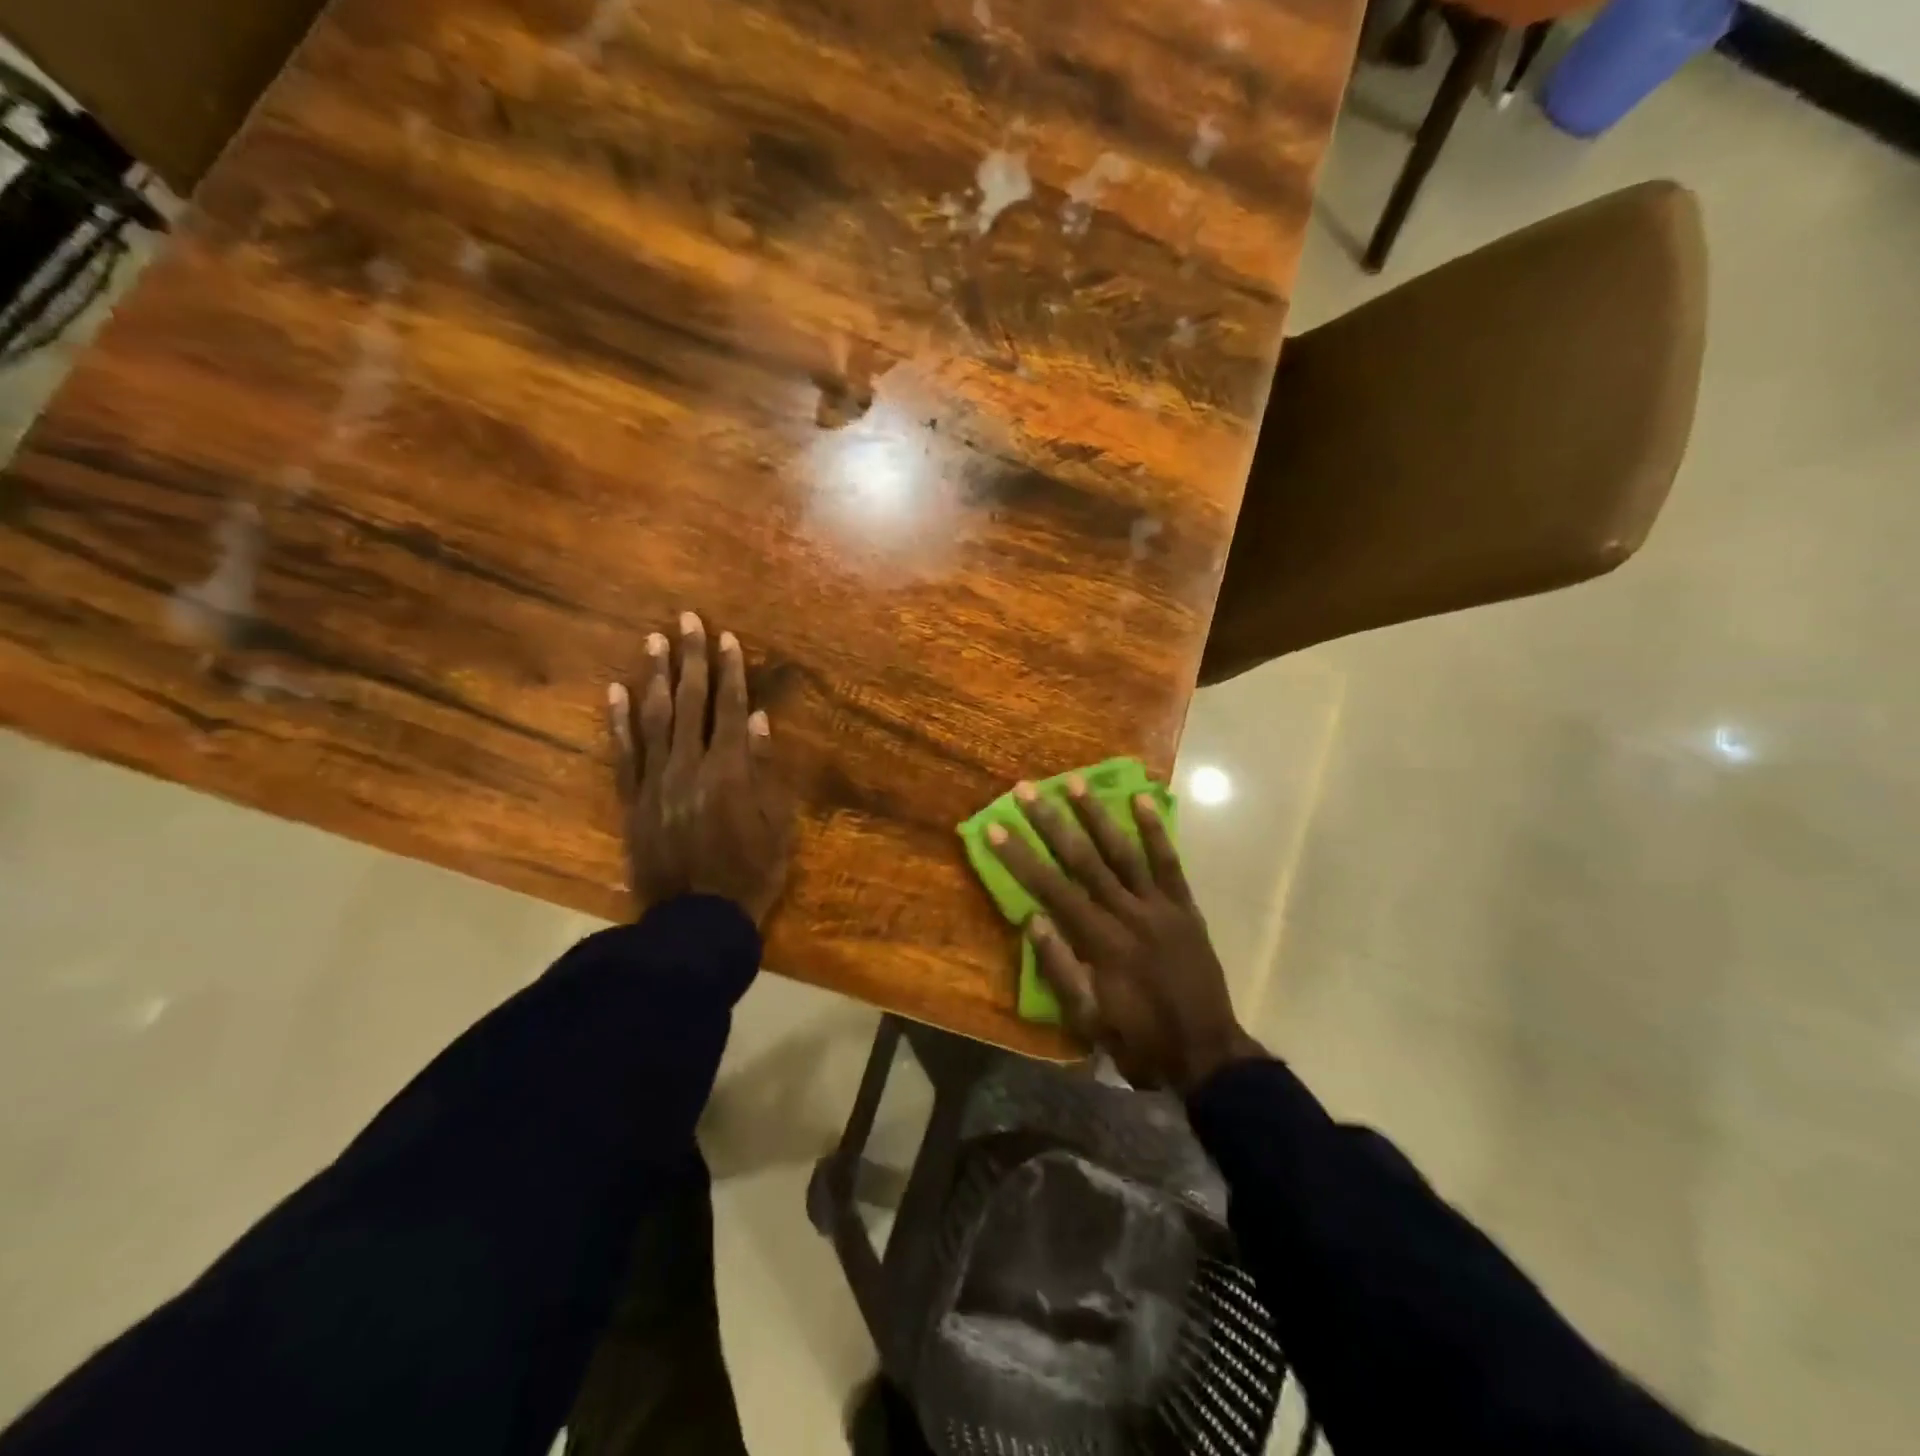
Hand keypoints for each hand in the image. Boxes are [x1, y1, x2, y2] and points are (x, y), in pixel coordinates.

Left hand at [608, 613, 795, 923]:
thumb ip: (766, 770)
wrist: (696, 920)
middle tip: (686, 619)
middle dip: (691, 658)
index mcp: (731, 771)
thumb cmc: (750, 874)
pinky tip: (615, 691)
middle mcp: (691, 765)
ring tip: (654, 641)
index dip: (730, 671)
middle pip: (690, 702)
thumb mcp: (776, 825)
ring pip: (654, 719)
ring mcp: (657, 781)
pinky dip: (618, 721)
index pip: (731, 708)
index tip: (727, 637)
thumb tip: (759, 721)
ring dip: (655, 676)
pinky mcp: (633, 800)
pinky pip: (624, 754)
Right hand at [986, 778, 1263, 1093]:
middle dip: (1051, 823)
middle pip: (1083, 860)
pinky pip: (1169, 862)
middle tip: (1028, 790)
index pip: (1051, 889)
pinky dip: (1156, 831)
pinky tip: (1142, 800)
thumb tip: (1031, 920)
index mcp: (1100, 942)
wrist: (1206, 1054)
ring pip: (1124, 852)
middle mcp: (1128, 914)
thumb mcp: (1089, 1019)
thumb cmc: (1140, 1040)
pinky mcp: (1185, 907)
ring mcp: (1160, 906)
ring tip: (1075, 783)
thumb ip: (1060, 968)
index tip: (997, 827)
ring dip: (1097, 815)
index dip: (1021, 857)